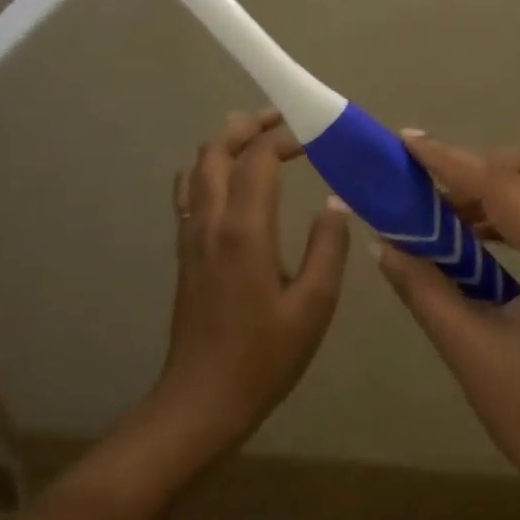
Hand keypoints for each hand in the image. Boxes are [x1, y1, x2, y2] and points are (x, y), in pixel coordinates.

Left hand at [149, 109, 350, 459]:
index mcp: (244, 231)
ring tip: (255, 137)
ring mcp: (190, 237)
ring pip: (196, 169)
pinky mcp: (185, 254)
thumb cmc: (264, 356)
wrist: (201, 401)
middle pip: (215, 151)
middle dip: (246, 126)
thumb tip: (334, 204)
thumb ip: (327, 248)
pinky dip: (208, 170)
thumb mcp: (314, 306)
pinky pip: (189, 194)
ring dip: (223, 144)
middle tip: (279, 118)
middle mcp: (210, 222)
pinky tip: (228, 181)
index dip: (284, 139)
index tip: (314, 137)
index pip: (258, 160)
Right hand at [373, 135, 519, 519]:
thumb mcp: (472, 351)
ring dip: (504, 191)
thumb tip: (385, 243)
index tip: (408, 141)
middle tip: (434, 187)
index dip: (451, 162)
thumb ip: (425, 288)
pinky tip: (479, 239)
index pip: (505, 190)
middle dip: (487, 169)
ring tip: (448, 213)